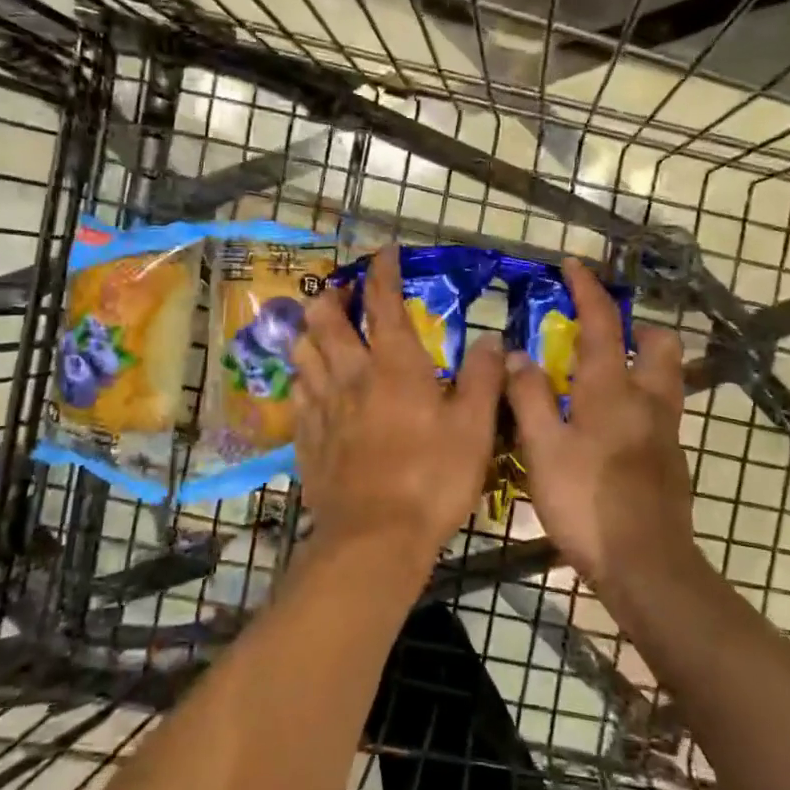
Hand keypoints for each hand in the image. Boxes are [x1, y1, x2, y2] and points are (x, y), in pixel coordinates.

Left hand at [292, 246, 503, 564]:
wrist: (374, 537)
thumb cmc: (432, 478)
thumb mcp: (474, 428)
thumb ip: (483, 379)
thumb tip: (492, 340)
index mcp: (394, 366)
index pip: (384, 304)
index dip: (382, 272)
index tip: (383, 252)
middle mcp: (351, 375)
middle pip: (326, 320)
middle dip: (332, 296)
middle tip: (341, 290)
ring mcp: (322, 406)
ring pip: (303, 352)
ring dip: (309, 331)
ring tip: (319, 328)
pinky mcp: (306, 438)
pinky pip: (298, 393)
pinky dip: (304, 377)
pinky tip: (310, 384)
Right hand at [505, 259, 694, 586]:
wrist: (646, 566)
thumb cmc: (587, 501)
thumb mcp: (543, 447)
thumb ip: (529, 396)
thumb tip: (517, 355)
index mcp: (614, 389)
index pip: (603, 324)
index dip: (587, 290)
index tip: (573, 265)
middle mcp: (648, 400)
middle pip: (660, 344)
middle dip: (636, 327)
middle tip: (600, 336)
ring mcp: (666, 431)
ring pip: (664, 377)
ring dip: (640, 362)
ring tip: (600, 377)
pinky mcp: (670, 460)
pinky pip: (658, 410)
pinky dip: (637, 398)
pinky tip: (606, 426)